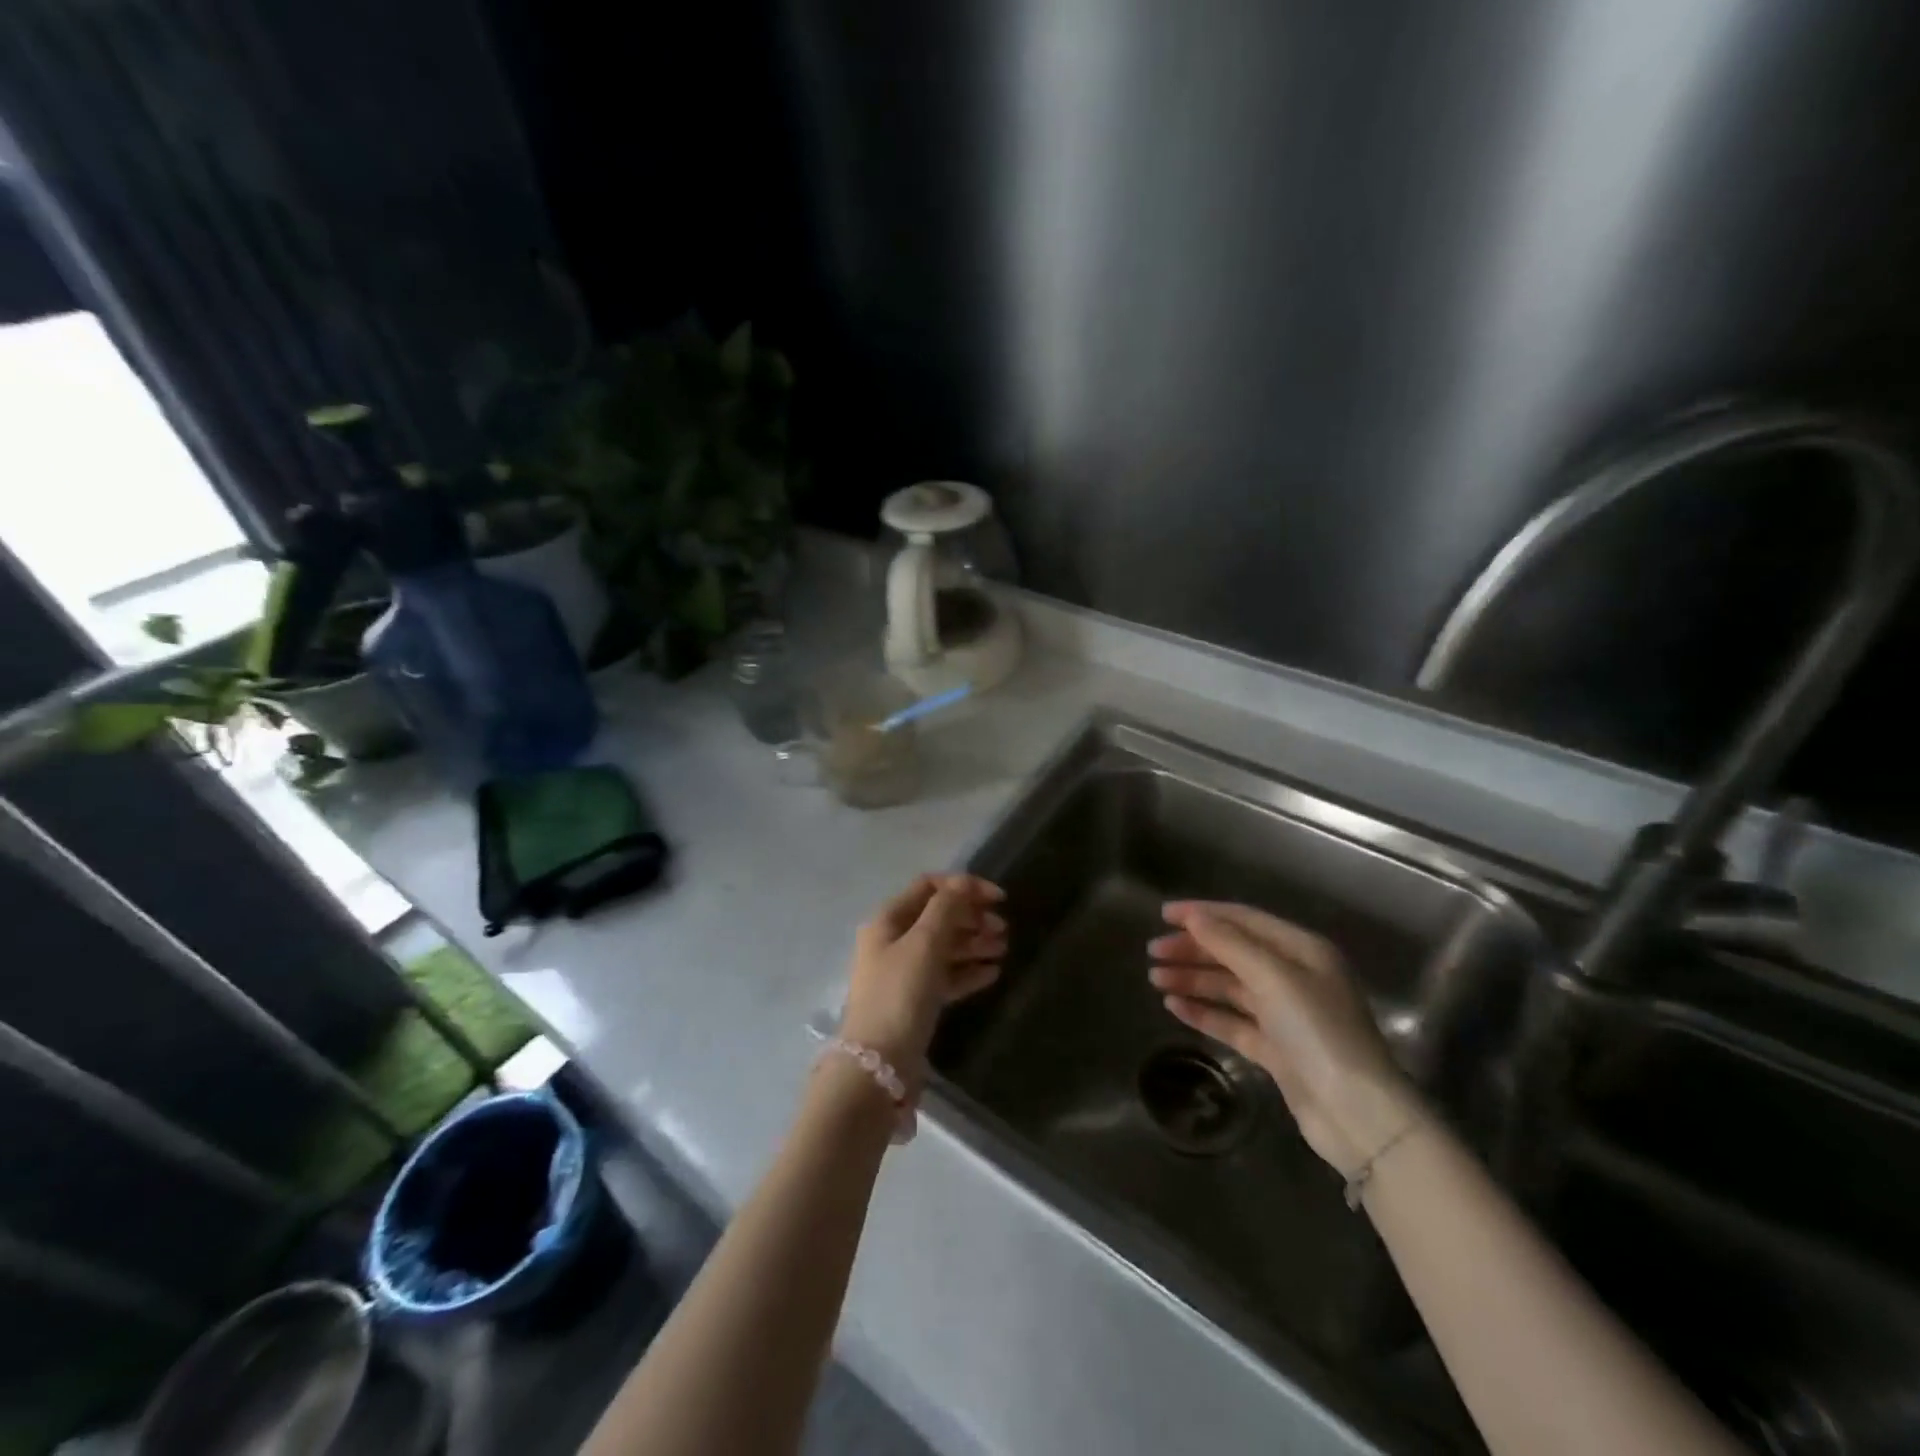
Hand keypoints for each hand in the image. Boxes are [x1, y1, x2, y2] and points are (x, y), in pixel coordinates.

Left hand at [840, 874, 1006, 1086]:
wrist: (878, 1065)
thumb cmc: (900, 994)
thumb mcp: (924, 944)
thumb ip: (946, 908)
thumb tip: (964, 882)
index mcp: (888, 920)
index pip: (929, 887)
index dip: (964, 886)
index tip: (998, 899)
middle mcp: (893, 941)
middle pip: (938, 917)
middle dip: (972, 917)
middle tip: (1002, 929)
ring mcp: (903, 973)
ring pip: (944, 947)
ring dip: (974, 943)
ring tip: (1003, 949)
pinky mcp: (915, 1001)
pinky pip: (946, 976)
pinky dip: (968, 971)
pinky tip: (992, 973)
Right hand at [1148, 901, 1421, 1177]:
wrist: (1357, 1115)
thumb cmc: (1318, 1032)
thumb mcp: (1274, 978)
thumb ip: (1230, 944)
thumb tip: (1193, 917)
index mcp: (1302, 950)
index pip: (1244, 920)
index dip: (1203, 914)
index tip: (1162, 914)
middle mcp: (1294, 977)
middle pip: (1234, 952)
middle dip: (1193, 949)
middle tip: (1152, 952)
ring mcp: (1285, 1015)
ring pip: (1229, 987)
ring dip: (1193, 979)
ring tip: (1155, 979)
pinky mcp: (1276, 1049)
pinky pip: (1232, 1021)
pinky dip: (1204, 1012)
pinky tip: (1174, 1007)